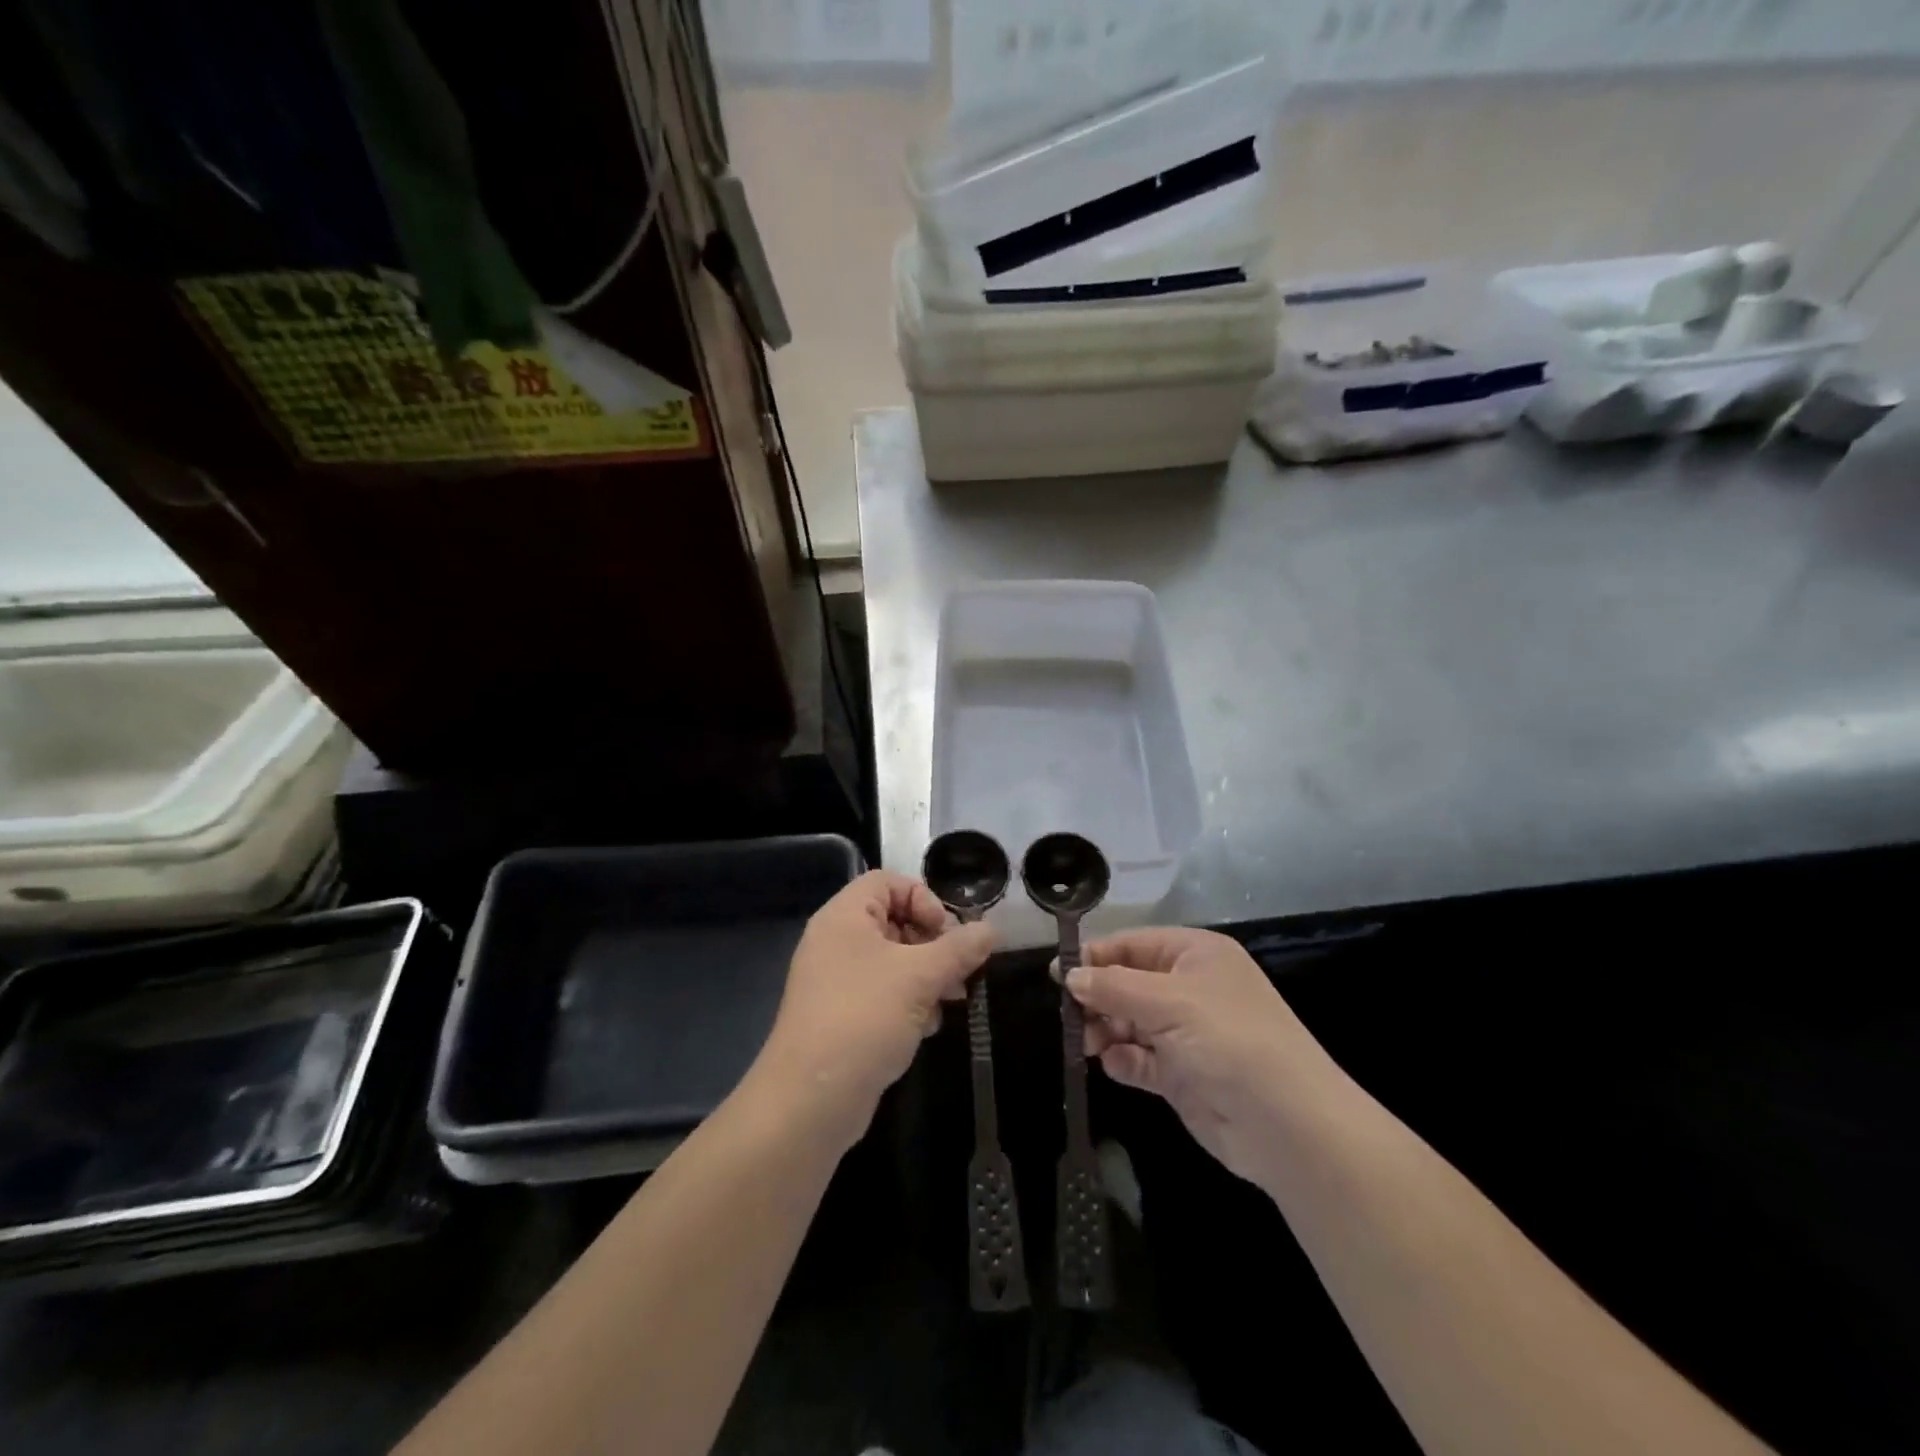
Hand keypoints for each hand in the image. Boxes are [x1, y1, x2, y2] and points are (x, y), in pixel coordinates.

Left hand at [758, 870, 994, 1138]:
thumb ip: (959, 949)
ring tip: (953, 999)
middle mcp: (836, 941)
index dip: (923, 898)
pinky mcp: (842, 1016)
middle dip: (934, 943)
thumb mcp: (920, 977)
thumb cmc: (864, 1019)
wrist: (810, 1101)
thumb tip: (990, 930)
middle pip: (894, 920)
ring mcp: (836, 981)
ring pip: (893, 961)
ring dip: (928, 975)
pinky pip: (883, 993)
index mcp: (844, 917)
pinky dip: (909, 1002)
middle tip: (961, 969)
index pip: (887, 882)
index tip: (947, 932)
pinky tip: (927, 1026)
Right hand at [1066, 928, 1339, 1185]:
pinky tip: (1117, 1066)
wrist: (1288, 1126)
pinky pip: (1141, 1058)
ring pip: (1130, 1021)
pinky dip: (1125, 1060)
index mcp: (1195, 955)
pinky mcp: (1183, 1074)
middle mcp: (1190, 988)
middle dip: (1098, 998)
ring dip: (1106, 1030)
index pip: (1133, 944)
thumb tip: (1070, 976)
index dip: (1095, 957)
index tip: (1057, 974)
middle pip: (1128, 983)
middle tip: (1070, 1017)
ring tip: (1088, 1044)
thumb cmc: (1229, 1041)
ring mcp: (1187, 1033)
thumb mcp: (1169, 1003)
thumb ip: (1113, 987)